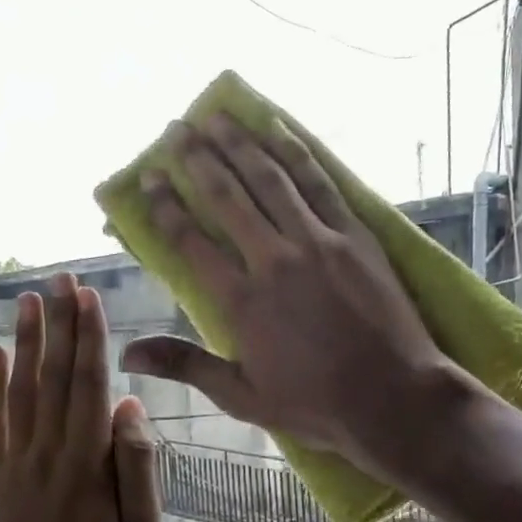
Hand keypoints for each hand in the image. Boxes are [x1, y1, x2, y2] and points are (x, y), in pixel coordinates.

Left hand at [0, 273, 158, 521]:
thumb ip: (138, 469)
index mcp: (86, 463)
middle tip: (58, 279)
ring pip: (20, 390)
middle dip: (58, 324)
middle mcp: (47, 451)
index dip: (88, 338)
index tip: (87, 297)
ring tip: (28, 301)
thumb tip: (129, 407)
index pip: (88, 385)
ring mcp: (17, 462)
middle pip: (53, 376)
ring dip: (25, 342)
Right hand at [118, 114, 458, 472]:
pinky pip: (320, 183)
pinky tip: (278, 127)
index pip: (190, 241)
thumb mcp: (243, 397)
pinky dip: (296, 151)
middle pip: (227, 197)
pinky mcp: (356, 235)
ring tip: (216, 116)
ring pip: (270, 179)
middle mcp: (273, 260)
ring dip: (240, 143)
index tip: (149, 177)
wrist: (393, 397)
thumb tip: (128, 355)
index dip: (165, 206)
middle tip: (177, 129)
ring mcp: (318, 242)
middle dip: (197, 159)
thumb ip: (186, 366)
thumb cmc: (316, 405)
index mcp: (241, 302)